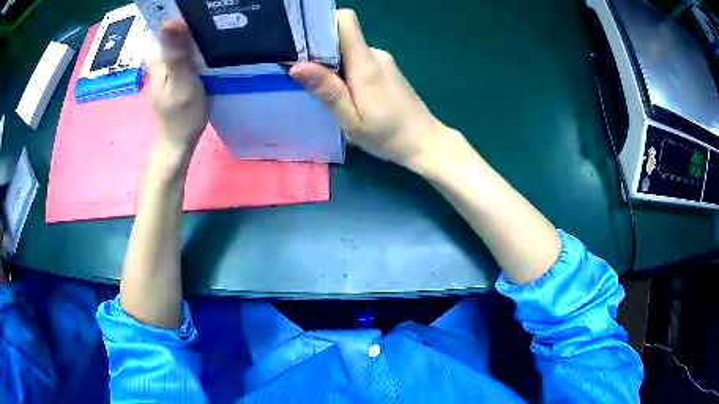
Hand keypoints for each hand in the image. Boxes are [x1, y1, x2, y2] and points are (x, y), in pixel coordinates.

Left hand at [147, 21, 208, 155]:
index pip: (165, 22)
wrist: (178, 141)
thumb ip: (175, 56)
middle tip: (215, 17)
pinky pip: (185, 46)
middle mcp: (158, 56)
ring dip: (196, 29)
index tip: (205, 9)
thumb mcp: (181, 85)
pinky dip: (196, 41)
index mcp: (156, 57)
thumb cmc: (181, 116)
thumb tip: (168, 24)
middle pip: (173, 26)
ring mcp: (166, 62)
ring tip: (216, 25)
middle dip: (192, 19)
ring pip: (180, 35)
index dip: (183, 12)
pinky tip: (209, 42)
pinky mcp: (174, 68)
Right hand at [290, 9, 449, 169]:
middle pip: (342, 36)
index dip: (323, 23)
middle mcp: (375, 54)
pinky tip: (342, 92)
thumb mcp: (352, 120)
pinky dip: (345, 70)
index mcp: (366, 63)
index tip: (302, 40)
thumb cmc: (388, 136)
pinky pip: (358, 60)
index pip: (346, 21)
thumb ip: (328, 91)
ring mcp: (382, 61)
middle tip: (303, 74)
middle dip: (320, 50)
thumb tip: (297, 67)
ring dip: (331, 64)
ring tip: (321, 88)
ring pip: (349, 50)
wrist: (425, 142)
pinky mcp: (385, 70)